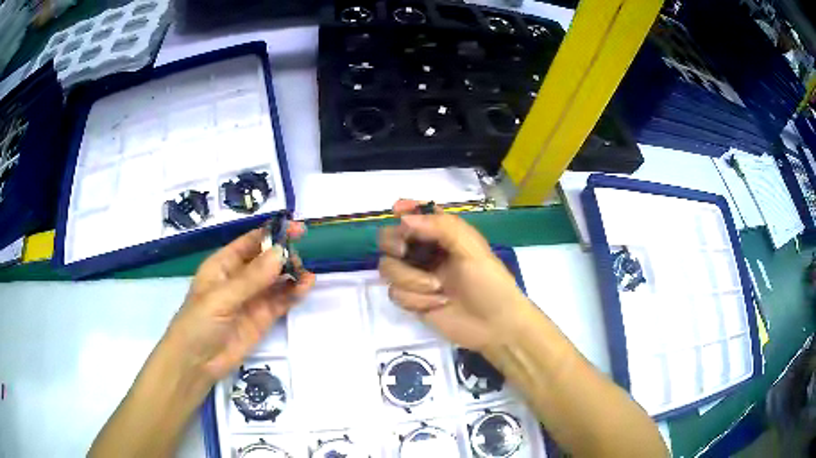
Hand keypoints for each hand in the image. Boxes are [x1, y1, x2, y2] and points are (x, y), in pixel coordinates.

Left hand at [163, 224, 314, 382]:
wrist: (196, 364)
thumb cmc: (198, 323)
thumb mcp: (221, 298)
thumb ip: (251, 278)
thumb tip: (281, 253)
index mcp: (223, 264)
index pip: (251, 242)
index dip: (273, 233)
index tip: (297, 229)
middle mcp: (240, 278)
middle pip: (267, 259)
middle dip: (284, 254)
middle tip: (301, 257)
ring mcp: (252, 298)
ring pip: (277, 280)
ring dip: (292, 274)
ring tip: (307, 274)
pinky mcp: (263, 318)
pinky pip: (281, 300)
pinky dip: (294, 293)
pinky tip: (305, 287)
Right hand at [378, 200, 530, 350]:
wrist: (496, 327)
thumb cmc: (490, 283)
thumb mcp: (472, 249)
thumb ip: (442, 227)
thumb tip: (403, 219)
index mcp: (444, 236)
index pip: (417, 215)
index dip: (405, 209)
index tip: (397, 211)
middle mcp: (427, 253)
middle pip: (390, 239)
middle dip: (394, 242)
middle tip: (404, 250)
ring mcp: (417, 278)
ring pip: (388, 267)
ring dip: (410, 278)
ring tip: (437, 288)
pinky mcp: (413, 301)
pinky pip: (395, 293)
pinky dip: (415, 299)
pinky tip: (438, 304)